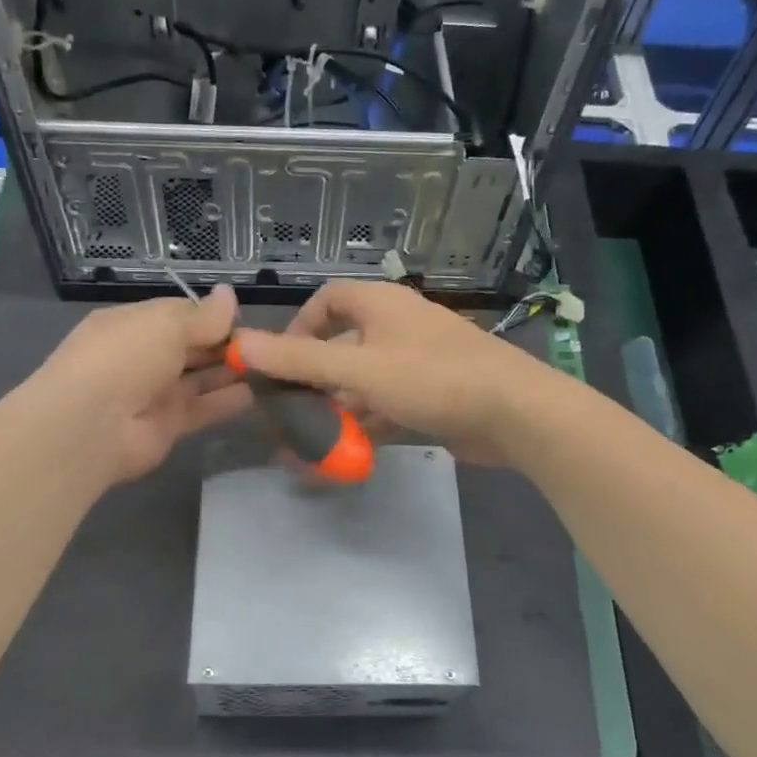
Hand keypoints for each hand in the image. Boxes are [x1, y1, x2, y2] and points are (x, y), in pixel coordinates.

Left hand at [26, 284, 246, 484]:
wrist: (90, 425)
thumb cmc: (125, 357)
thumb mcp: (166, 324)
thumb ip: (204, 316)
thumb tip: (229, 294)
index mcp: (134, 324)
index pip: (179, 314)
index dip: (211, 316)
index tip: (244, 319)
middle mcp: (144, 356)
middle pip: (192, 347)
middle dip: (225, 344)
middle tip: (265, 345)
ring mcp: (155, 393)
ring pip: (200, 378)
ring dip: (231, 372)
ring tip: (270, 366)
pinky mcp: (168, 425)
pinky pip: (204, 408)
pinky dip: (228, 401)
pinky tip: (259, 393)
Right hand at [229, 281, 552, 465]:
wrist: (515, 413)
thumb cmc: (433, 378)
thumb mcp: (359, 368)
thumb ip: (301, 360)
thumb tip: (242, 345)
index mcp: (380, 305)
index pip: (327, 300)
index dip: (298, 328)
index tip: (280, 365)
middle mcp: (395, 327)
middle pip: (340, 347)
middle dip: (310, 382)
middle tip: (285, 415)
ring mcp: (414, 364)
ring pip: (361, 384)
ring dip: (334, 412)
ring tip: (304, 445)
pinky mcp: (429, 397)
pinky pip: (384, 407)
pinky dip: (362, 427)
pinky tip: (342, 456)